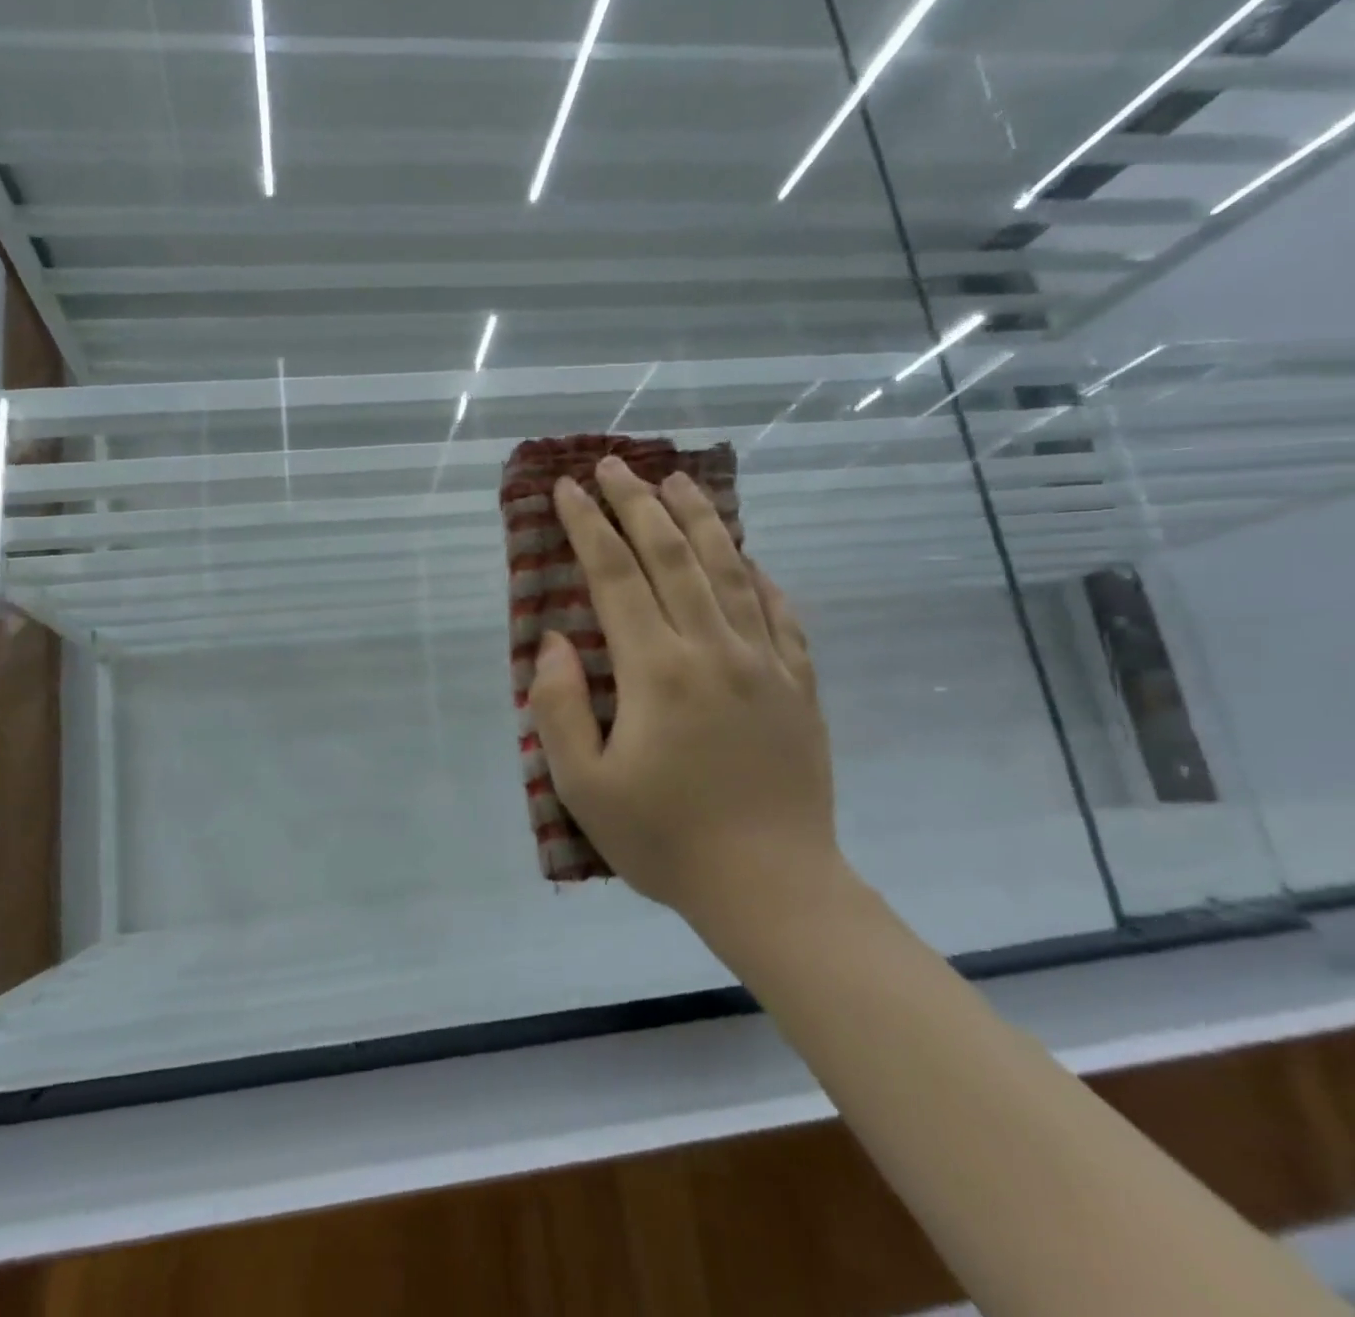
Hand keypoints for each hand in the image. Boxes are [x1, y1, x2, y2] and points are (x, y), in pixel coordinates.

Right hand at [527, 457, 838, 925]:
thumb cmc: (666, 840)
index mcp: (657, 670)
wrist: (772, 888)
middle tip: (613, 466)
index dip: (587, 526)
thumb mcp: (583, 785)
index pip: (615, 576)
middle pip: (672, 557)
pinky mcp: (798, 686)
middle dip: (636, 505)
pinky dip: (758, 578)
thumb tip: (556, 641)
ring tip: (677, 483)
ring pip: (729, 572)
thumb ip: (559, 707)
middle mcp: (713, 649)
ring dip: (700, 521)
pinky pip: (779, 615)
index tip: (566, 489)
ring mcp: (764, 664)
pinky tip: (747, 559)